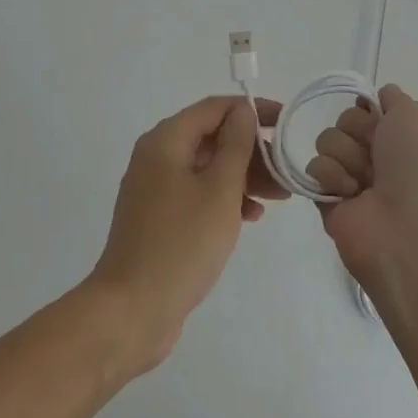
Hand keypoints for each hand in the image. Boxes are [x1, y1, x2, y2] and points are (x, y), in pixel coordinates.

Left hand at [86, 95, 284, 373]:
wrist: (132, 310)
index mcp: (166, 140)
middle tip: (286, 170)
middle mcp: (156, 156)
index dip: (251, 110)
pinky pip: (197, 192)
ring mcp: (155, 188)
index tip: (285, 122)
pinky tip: (251, 216)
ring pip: (207, 167)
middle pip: (211, 137)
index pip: (214, 108)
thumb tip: (242, 111)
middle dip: (251, 149)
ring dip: (243, 176)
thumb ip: (235, 145)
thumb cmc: (181, 243)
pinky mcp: (158, 217)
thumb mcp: (219, 190)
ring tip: (279, 196)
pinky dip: (224, 197)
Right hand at [306, 85, 417, 307]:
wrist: (410, 235)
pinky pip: (314, 169)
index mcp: (401, 138)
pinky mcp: (327, 199)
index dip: (369, 109)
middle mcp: (377, 157)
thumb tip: (375, 96)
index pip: (368, 107)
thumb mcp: (417, 119)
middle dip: (358, 132)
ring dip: (346, 155)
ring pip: (327, 140)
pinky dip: (331, 177)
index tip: (378, 118)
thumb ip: (394, 98)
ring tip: (363, 183)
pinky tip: (349, 195)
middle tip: (375, 156)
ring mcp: (351, 178)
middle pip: (345, 120)